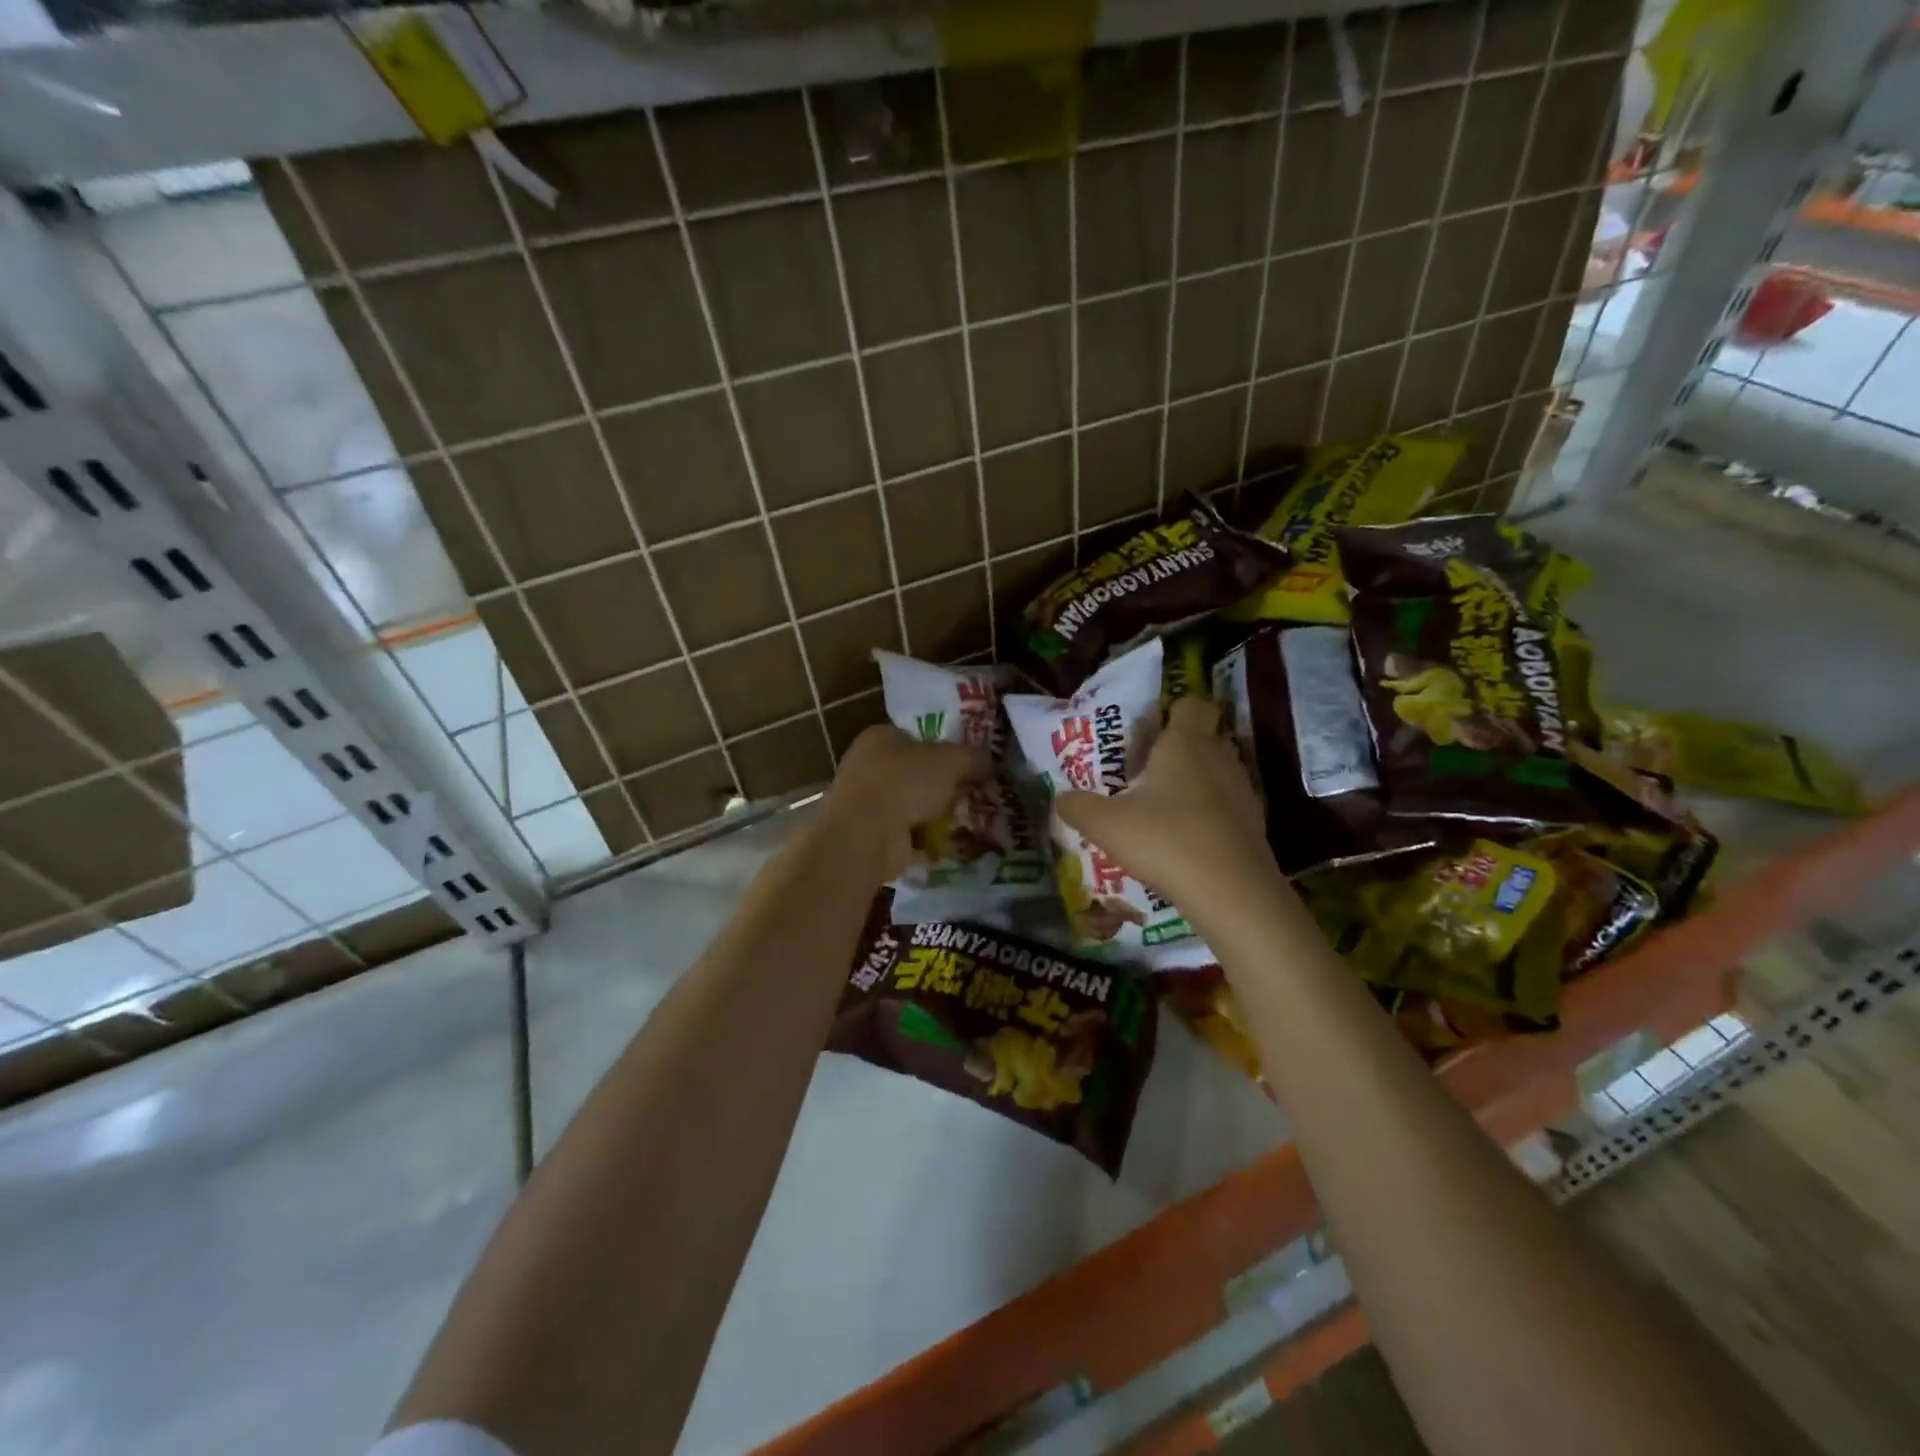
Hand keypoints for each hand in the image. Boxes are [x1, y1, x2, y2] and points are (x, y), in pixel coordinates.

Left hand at [815, 725, 986, 882]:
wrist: (865, 836)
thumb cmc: (904, 783)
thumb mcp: (950, 761)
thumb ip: (973, 758)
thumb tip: (990, 764)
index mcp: (881, 737)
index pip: (919, 737)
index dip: (947, 748)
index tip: (972, 764)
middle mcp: (869, 766)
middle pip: (919, 773)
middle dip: (946, 786)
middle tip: (975, 794)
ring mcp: (868, 803)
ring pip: (915, 804)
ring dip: (938, 814)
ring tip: (968, 819)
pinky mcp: (872, 836)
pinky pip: (909, 833)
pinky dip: (927, 839)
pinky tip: (950, 842)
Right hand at [1056, 696, 1277, 918]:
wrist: (1232, 893)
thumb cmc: (1166, 841)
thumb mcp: (1106, 825)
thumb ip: (1079, 807)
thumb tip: (1061, 799)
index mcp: (1185, 743)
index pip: (1191, 704)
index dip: (1172, 711)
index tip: (1149, 731)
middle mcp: (1219, 757)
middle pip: (1203, 738)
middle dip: (1178, 750)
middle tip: (1145, 773)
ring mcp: (1242, 790)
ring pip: (1216, 772)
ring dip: (1194, 783)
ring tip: (1163, 810)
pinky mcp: (1254, 823)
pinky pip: (1227, 805)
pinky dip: (1209, 814)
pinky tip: (1186, 840)